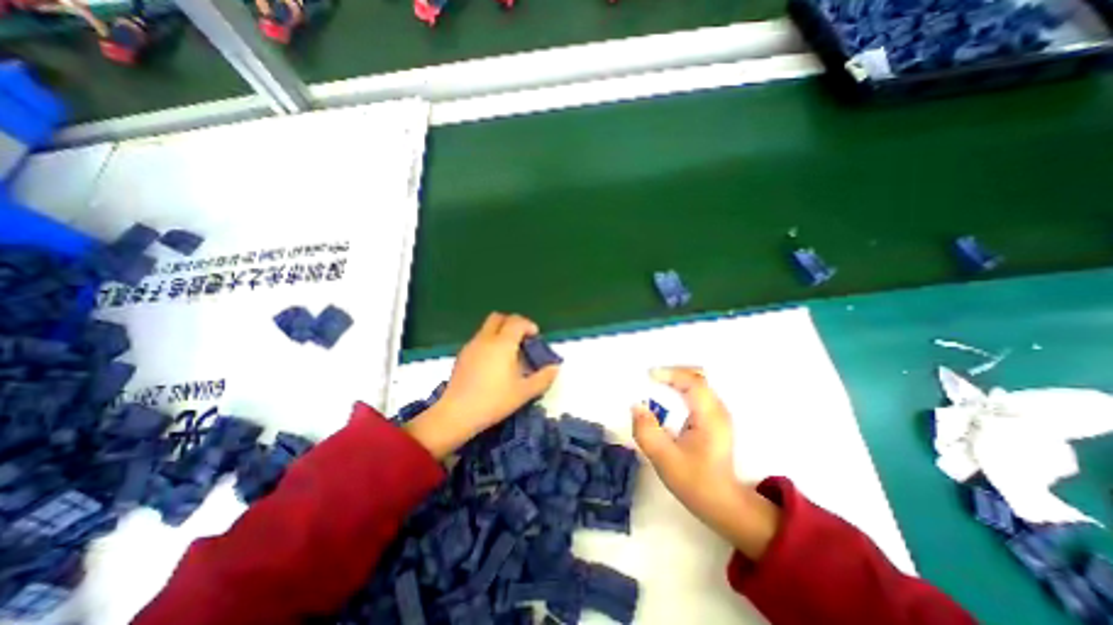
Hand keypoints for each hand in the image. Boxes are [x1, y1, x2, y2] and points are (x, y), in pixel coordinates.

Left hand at [406, 313, 560, 458]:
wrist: (456, 413)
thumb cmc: (494, 401)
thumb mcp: (524, 392)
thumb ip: (543, 378)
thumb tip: (555, 368)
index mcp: (503, 343)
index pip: (517, 321)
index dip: (529, 325)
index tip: (535, 338)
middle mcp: (486, 339)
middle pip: (499, 317)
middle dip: (512, 323)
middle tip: (521, 340)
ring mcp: (471, 346)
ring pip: (487, 328)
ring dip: (500, 333)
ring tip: (508, 354)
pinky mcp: (462, 355)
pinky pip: (479, 339)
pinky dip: (489, 342)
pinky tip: (492, 364)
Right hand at [634, 368, 781, 558]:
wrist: (723, 503)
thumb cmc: (695, 482)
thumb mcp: (665, 459)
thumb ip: (647, 432)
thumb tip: (636, 406)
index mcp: (710, 417)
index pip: (693, 382)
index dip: (670, 374)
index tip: (648, 376)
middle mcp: (718, 409)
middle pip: (697, 377)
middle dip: (672, 372)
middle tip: (650, 379)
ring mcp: (718, 413)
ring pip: (698, 383)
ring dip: (676, 380)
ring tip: (655, 385)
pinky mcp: (714, 418)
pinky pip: (697, 393)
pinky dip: (680, 389)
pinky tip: (667, 398)